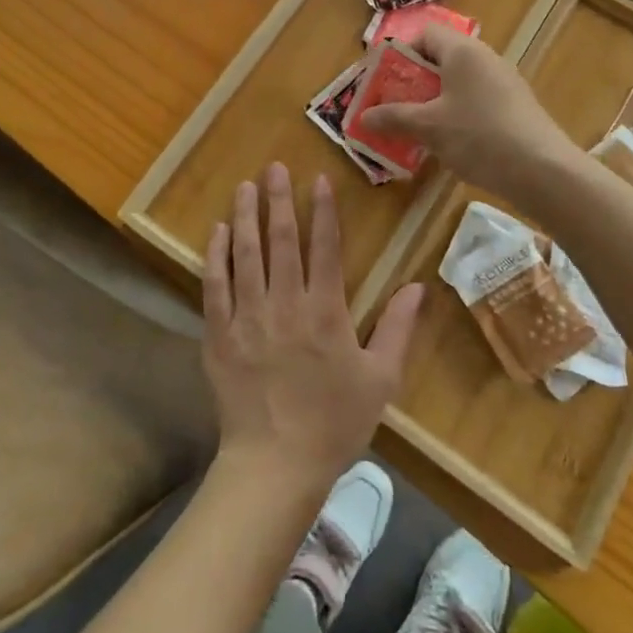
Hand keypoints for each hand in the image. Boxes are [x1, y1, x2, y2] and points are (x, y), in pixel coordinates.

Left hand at [203, 163, 423, 495]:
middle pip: (280, 241)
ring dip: (245, 216)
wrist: (275, 465)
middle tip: (274, 167)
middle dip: (278, 200)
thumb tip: (418, 286)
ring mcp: (247, 317)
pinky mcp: (219, 334)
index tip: (317, 180)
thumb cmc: (333, 422)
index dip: (322, 211)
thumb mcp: (380, 380)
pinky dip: (216, 256)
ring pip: (245, 255)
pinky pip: (214, 286)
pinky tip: (219, 231)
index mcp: (325, 311)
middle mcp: (284, 304)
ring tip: (245, 185)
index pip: (324, 247)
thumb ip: (399, 329)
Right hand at [360, 23, 577, 199]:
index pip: (426, 34)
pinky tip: (451, 141)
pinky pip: (477, 99)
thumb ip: (394, 118)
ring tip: (418, 126)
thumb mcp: (429, 127)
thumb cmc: (479, 136)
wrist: (543, 171)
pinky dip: (458, 112)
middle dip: (415, 81)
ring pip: (460, 81)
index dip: (402, 52)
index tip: (386, 80)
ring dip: (435, 99)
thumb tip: (362, 118)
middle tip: (395, 105)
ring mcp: (505, 82)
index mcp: (463, 51)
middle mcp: (485, 58)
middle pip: (442, 57)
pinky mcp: (516, 106)